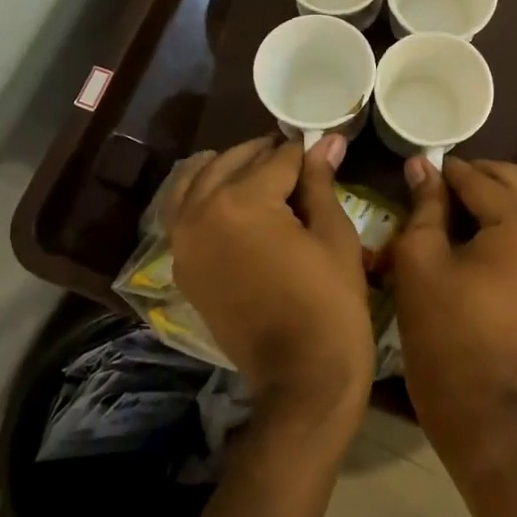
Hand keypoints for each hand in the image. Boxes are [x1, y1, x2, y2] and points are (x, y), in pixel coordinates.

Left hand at [167, 135, 374, 431]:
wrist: (301, 376)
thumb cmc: (330, 303)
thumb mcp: (333, 235)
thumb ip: (320, 182)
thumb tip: (327, 140)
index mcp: (242, 202)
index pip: (278, 158)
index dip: (307, 153)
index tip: (325, 148)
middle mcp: (201, 213)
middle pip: (234, 162)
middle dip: (267, 156)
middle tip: (300, 160)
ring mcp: (183, 242)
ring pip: (198, 181)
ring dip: (229, 169)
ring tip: (261, 174)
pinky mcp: (183, 266)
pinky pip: (183, 214)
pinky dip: (202, 196)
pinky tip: (229, 198)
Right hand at [392, 157, 516, 454]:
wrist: (473, 396)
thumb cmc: (440, 324)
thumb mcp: (421, 256)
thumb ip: (426, 203)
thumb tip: (422, 164)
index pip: (480, 181)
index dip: (447, 171)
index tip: (421, 164)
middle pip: (514, 182)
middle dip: (475, 177)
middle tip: (437, 183)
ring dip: (494, 196)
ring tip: (454, 206)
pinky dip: (509, 219)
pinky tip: (477, 229)